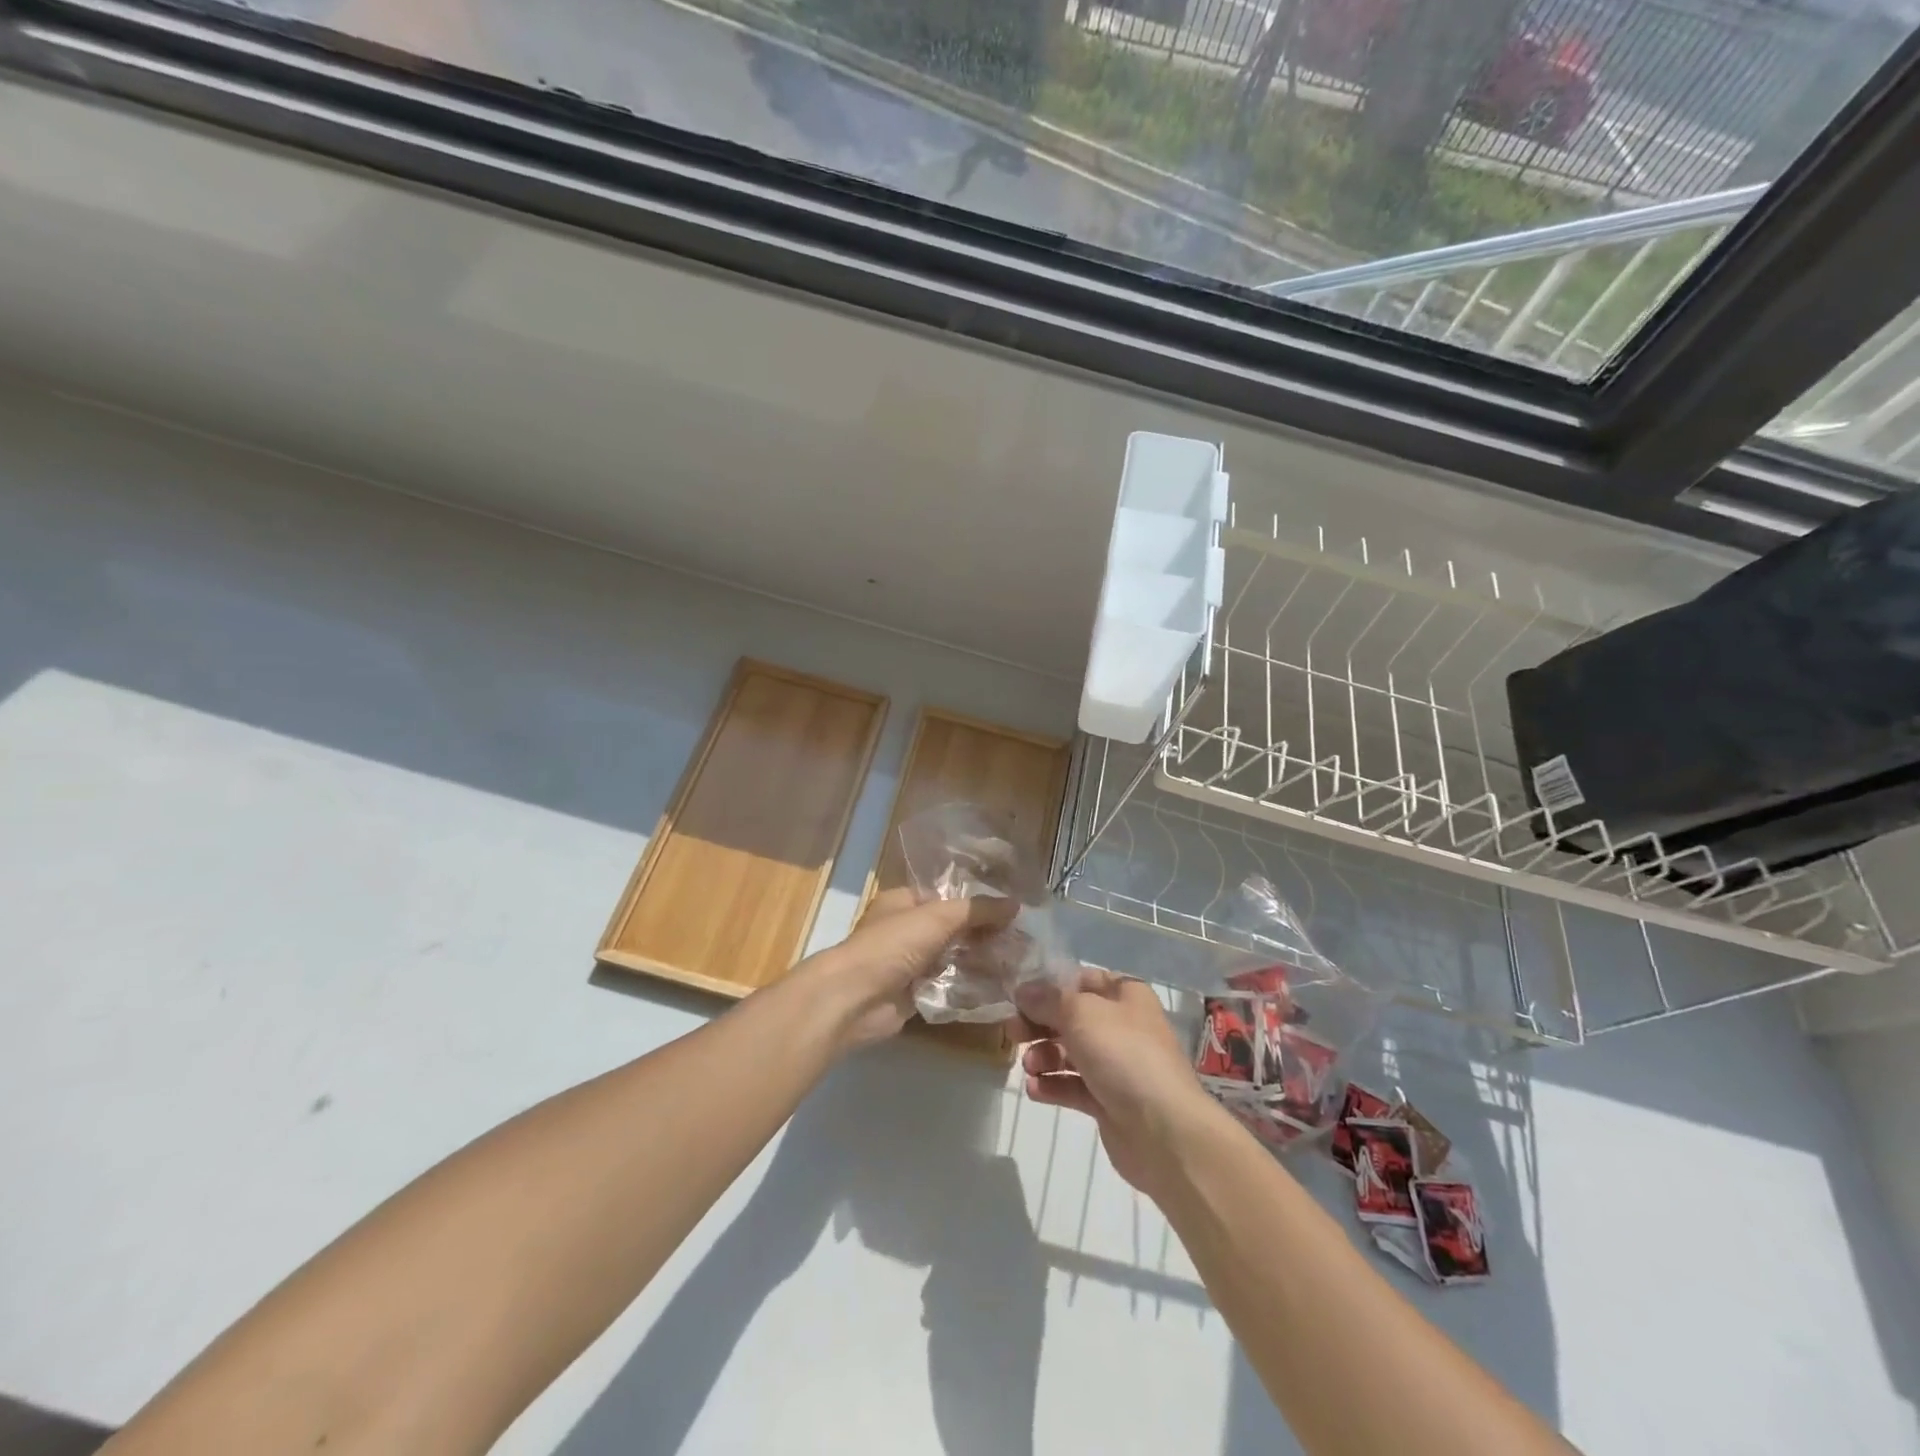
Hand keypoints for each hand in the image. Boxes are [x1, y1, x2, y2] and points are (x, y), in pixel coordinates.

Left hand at [793, 888, 1018, 1050]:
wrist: (854, 999)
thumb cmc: (891, 945)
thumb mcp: (938, 917)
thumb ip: (977, 910)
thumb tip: (1015, 904)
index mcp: (904, 901)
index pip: (946, 896)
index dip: (977, 902)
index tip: (1012, 911)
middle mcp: (906, 930)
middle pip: (953, 929)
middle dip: (984, 935)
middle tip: (1023, 941)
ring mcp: (909, 963)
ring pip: (953, 958)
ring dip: (980, 961)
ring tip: (1019, 964)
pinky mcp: (914, 994)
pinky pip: (948, 986)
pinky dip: (970, 987)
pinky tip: (1001, 988)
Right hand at [1016, 971, 1224, 1196]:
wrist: (1163, 1130)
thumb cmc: (1122, 1054)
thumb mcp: (1079, 1013)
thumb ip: (1047, 999)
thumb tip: (1023, 991)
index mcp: (1125, 995)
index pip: (1082, 979)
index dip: (1050, 985)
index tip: (1019, 997)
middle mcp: (1123, 1026)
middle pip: (1072, 1017)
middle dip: (1040, 1023)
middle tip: (1012, 1032)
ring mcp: (1117, 1065)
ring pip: (1070, 1052)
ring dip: (1044, 1056)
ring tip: (1030, 1067)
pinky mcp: (1109, 1101)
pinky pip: (1074, 1086)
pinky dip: (1053, 1086)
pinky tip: (1034, 1090)